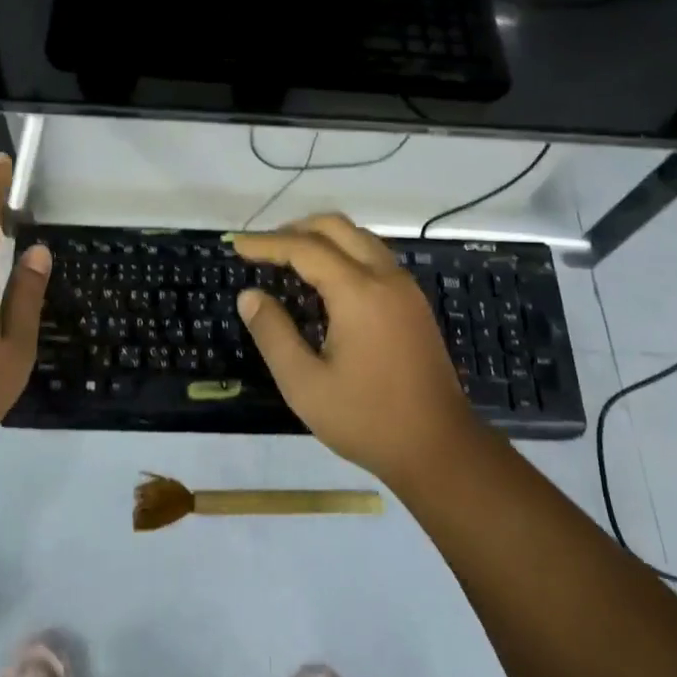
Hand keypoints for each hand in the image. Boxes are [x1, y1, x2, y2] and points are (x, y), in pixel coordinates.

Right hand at [231, 213, 481, 485]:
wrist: (439, 448)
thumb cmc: (367, 419)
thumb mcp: (305, 385)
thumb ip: (273, 334)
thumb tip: (249, 295)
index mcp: (359, 292)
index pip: (305, 248)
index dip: (267, 243)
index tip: (237, 246)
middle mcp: (385, 277)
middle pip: (337, 227)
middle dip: (295, 229)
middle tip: (262, 248)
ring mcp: (405, 288)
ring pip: (360, 238)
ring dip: (322, 237)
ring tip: (289, 257)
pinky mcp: (414, 303)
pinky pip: (374, 257)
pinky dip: (344, 252)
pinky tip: (325, 280)